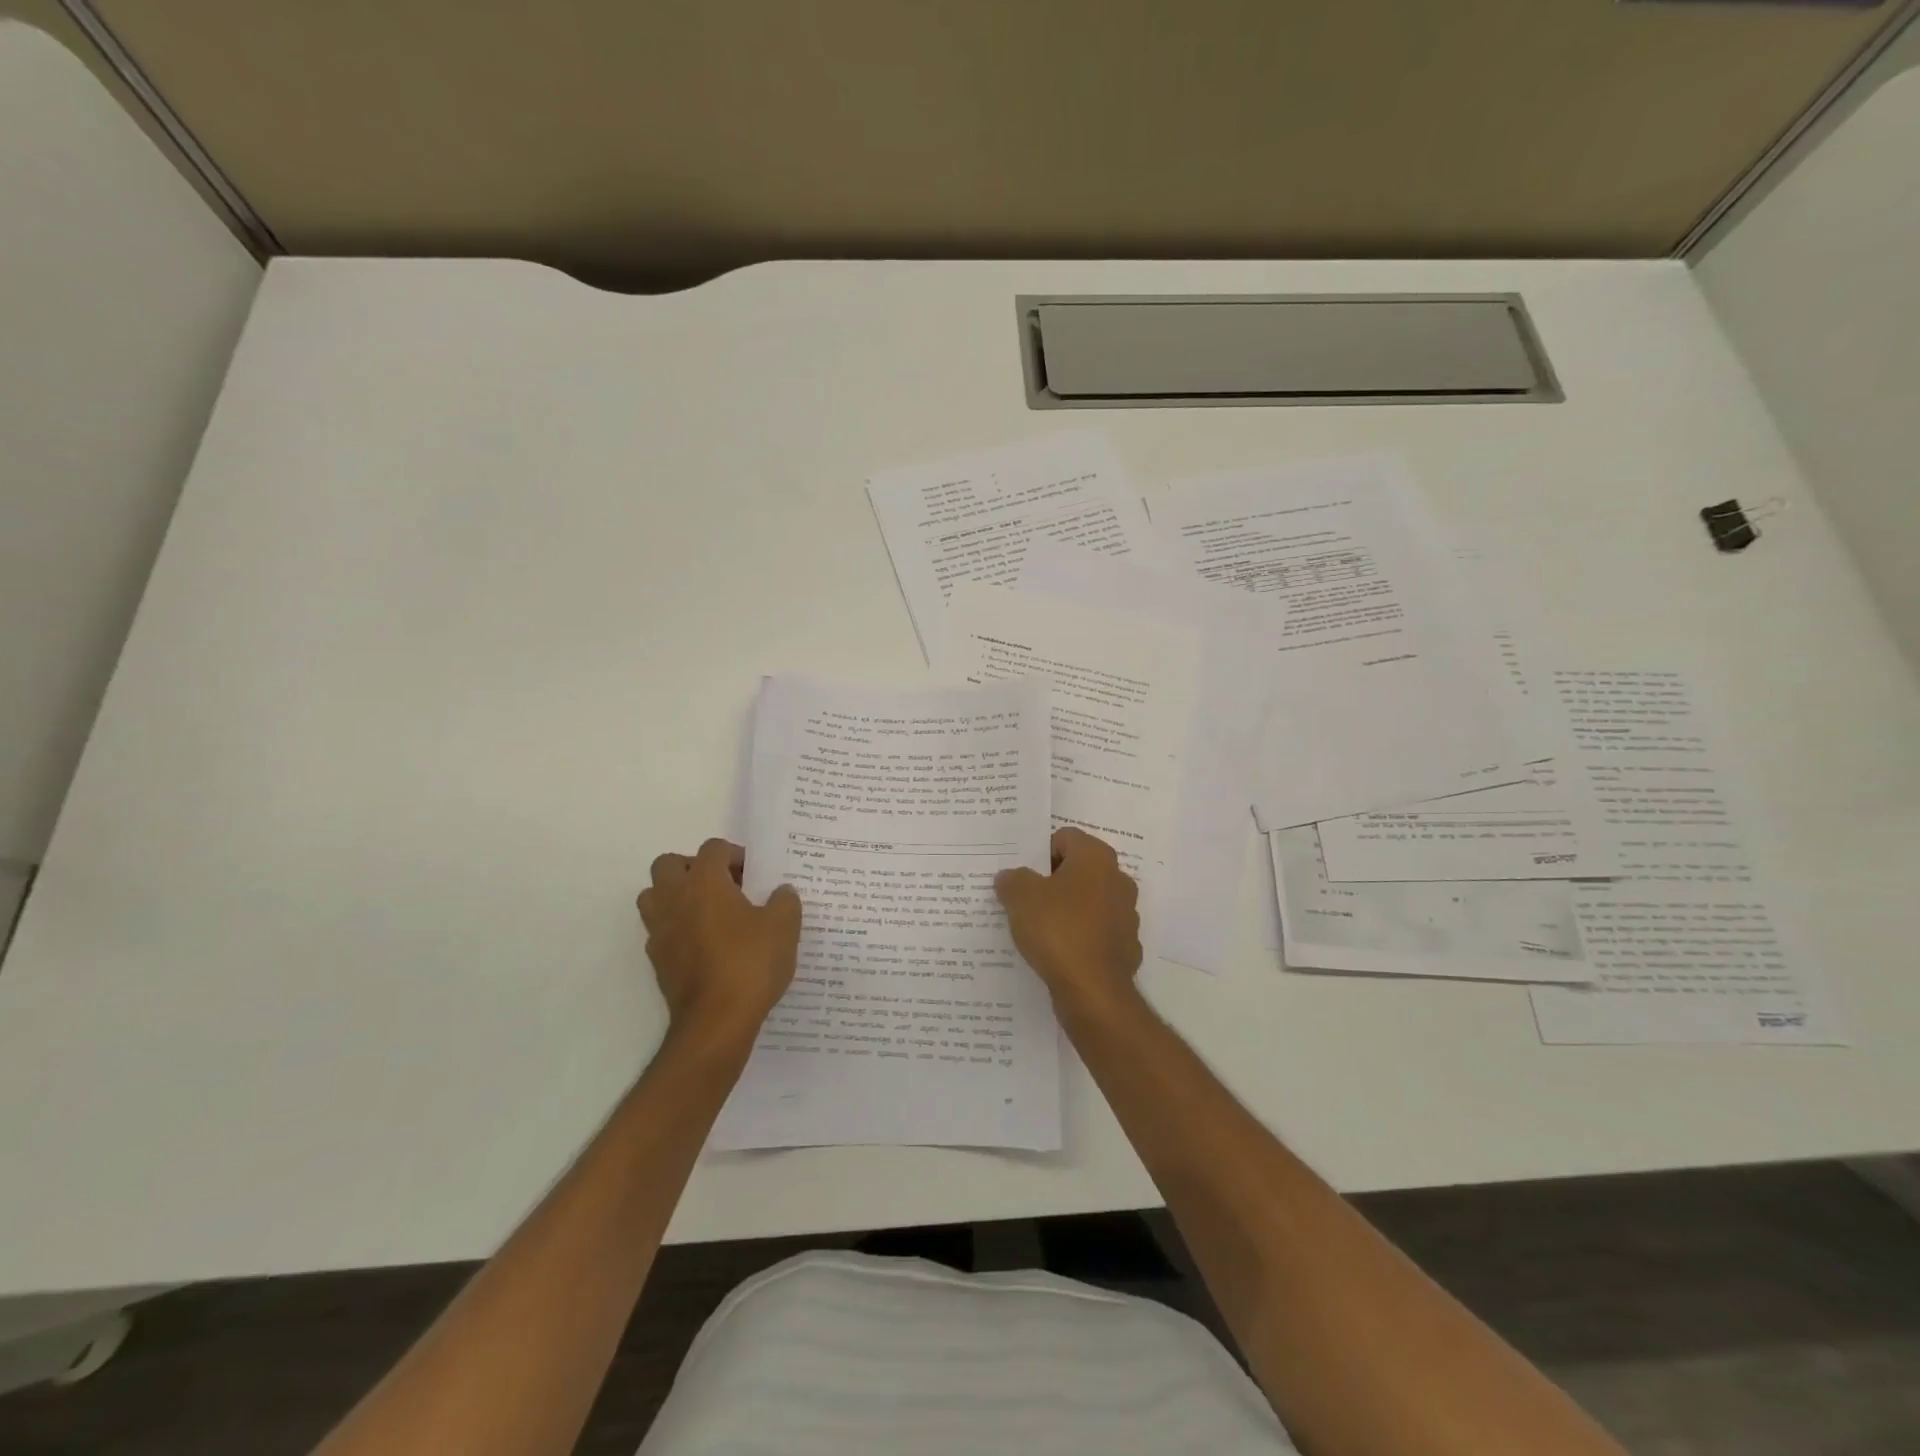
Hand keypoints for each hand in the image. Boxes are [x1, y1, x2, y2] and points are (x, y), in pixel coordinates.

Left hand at [637, 839, 800, 1043]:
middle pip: (669, 865)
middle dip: (693, 868)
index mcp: (704, 882)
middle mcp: (674, 899)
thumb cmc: (751, 963)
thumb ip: (785, 901)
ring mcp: (660, 930)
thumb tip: (781, 892)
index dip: (735, 855)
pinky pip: (660, 931)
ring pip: (654, 896)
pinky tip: (704, 945)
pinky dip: (676, 929)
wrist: (717, 1021)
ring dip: (676, 896)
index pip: (712, 848)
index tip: (754, 874)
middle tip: (723, 886)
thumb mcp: (784, 927)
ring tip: (709, 912)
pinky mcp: (657, 960)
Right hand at [995, 827, 1142, 1017]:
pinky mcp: (1126, 947)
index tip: (1022, 876)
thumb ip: (1013, 879)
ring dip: (1067, 910)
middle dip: (1052, 882)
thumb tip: (1011, 877)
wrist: (1093, 991)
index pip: (1065, 838)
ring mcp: (1126, 915)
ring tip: (1037, 928)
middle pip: (1078, 869)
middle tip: (1024, 899)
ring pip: (1088, 902)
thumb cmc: (1058, 930)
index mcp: (1096, 858)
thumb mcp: (1020, 897)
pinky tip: (1058, 953)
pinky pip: (1096, 933)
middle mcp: (1118, 880)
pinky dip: (1079, 938)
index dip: (1039, 853)